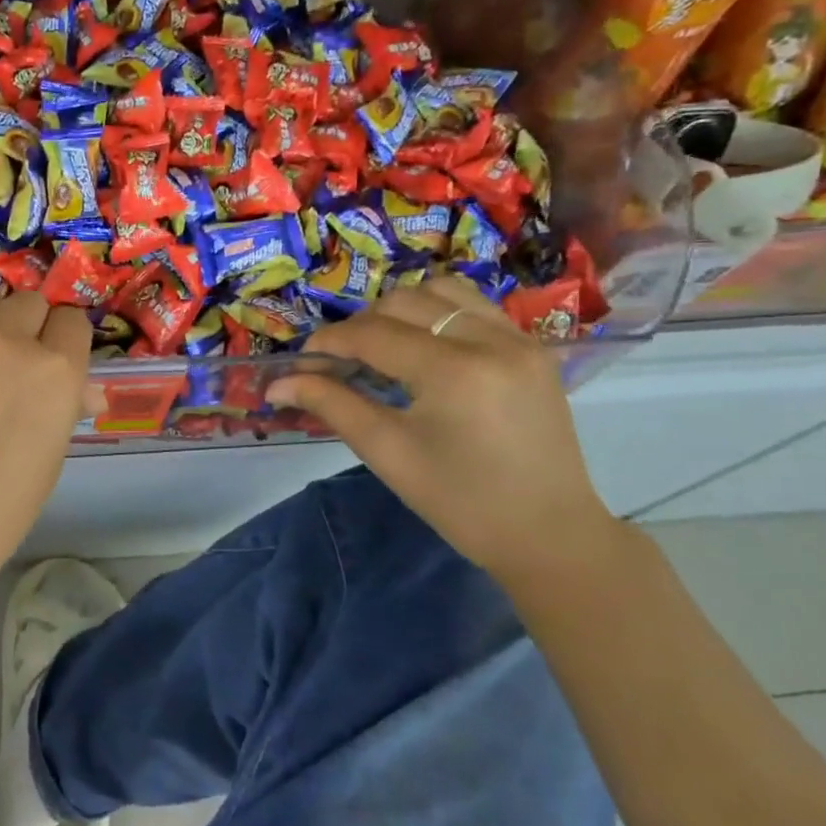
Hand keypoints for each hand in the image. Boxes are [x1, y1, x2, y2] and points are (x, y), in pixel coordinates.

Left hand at [0, 289, 90, 598]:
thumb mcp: (46, 464)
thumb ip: (63, 411)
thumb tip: (82, 392)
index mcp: (56, 372)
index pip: (74, 323)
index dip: (67, 342)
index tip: (58, 361)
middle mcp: (11, 340)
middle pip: (32, 302)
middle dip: (33, 325)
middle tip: (20, 361)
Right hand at [266, 274, 620, 584]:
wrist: (548, 534)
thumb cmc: (459, 501)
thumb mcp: (386, 452)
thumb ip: (331, 404)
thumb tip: (277, 383)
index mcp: (454, 371)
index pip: (373, 334)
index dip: (329, 341)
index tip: (303, 360)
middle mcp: (490, 340)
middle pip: (404, 302)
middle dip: (362, 325)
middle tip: (340, 360)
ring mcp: (519, 340)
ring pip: (443, 292)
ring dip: (402, 310)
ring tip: (384, 346)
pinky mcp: (533, 349)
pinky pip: (475, 307)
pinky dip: (439, 314)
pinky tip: (425, 347)